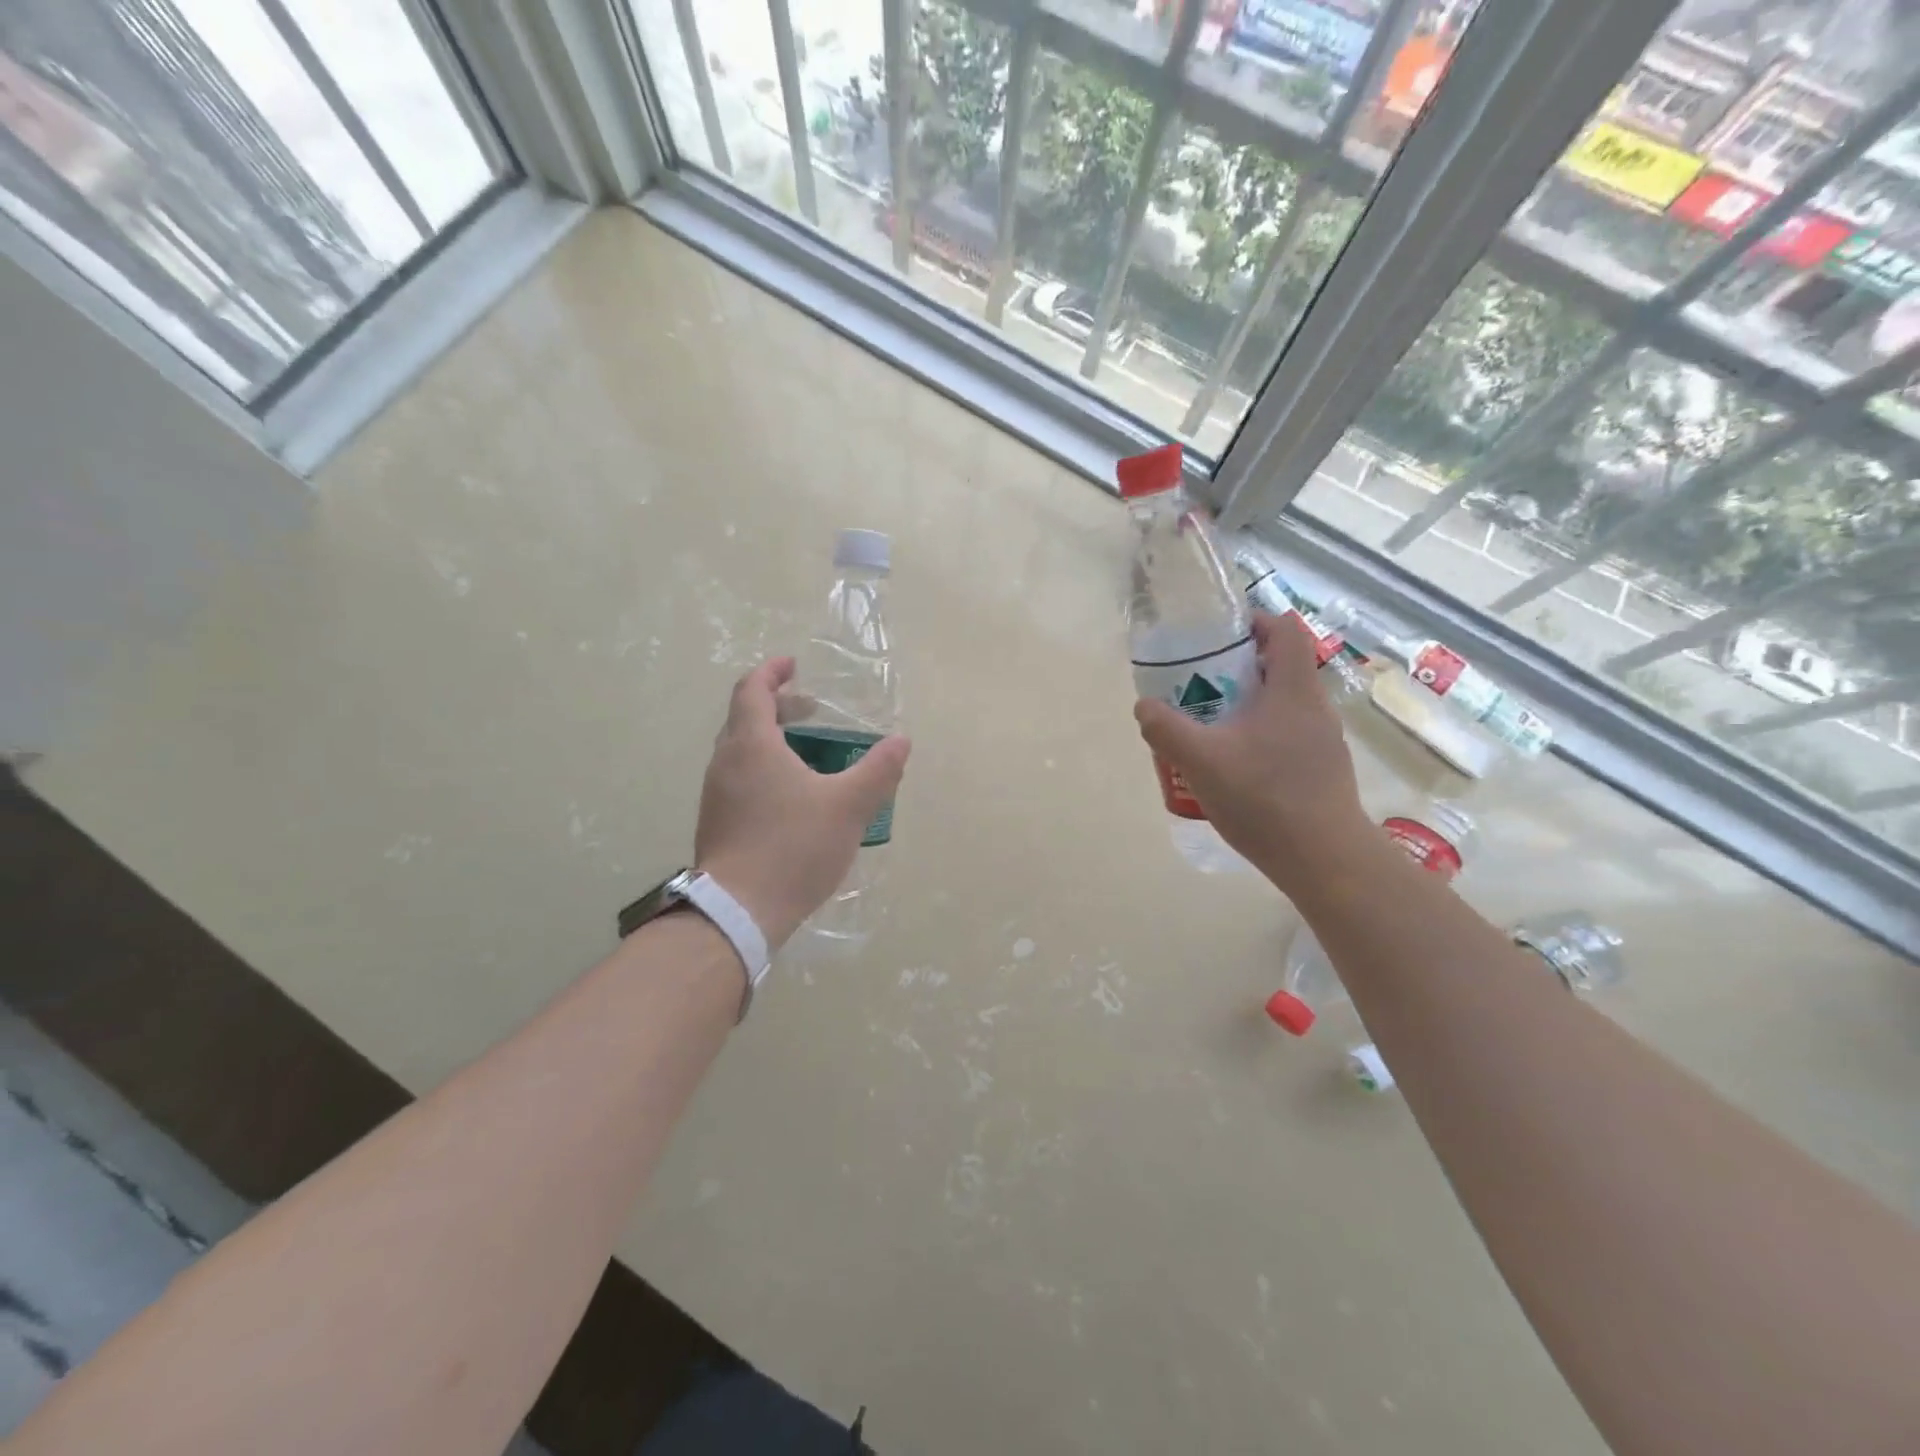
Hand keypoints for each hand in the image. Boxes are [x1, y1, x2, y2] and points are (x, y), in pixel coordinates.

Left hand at [695, 657, 910, 948]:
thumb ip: (878, 770)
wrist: (738, 911)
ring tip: (807, 754)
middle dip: (778, 706)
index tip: (794, 666)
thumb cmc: (793, 847)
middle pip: (745, 718)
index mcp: (751, 745)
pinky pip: (739, 778)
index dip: (772, 672)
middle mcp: (725, 762)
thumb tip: (901, 742)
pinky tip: (792, 797)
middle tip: (811, 710)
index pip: (751, 689)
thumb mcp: (848, 806)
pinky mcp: (716, 823)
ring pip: (741, 751)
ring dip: (771, 740)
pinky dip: (764, 769)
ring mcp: (716, 794)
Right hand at [1134, 612, 1369, 893]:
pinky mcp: (1322, 769)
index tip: (1218, 635)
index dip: (1254, 622)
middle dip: (1238, 668)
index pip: (1285, 630)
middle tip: (1200, 684)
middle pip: (1280, 666)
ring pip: (1282, 704)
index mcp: (1293, 690)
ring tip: (1210, 727)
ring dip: (1247, 704)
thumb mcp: (1201, 761)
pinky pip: (1287, 735)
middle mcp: (1315, 707)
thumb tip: (1144, 706)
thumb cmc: (1265, 799)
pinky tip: (1233, 767)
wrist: (1324, 859)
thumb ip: (1166, 729)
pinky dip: (1259, 735)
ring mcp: (1323, 741)